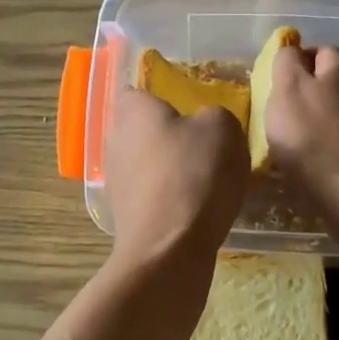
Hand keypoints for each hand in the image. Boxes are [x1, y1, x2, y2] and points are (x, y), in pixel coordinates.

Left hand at [105, 88, 247, 265]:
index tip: (191, 108)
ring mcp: (116, 180)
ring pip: (147, 163)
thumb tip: (204, 125)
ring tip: (206, 180)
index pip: (140, 91)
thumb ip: (214, 115)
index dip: (164, 97)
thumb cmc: (194, 175)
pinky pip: (151, 194)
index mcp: (133, 111)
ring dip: (169, 169)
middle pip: (143, 129)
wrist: (170, 248)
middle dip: (169, 135)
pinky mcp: (124, 214)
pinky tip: (195, 208)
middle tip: (205, 144)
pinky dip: (170, 197)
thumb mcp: (223, 128)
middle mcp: (115, 140)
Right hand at [265, 46, 338, 203]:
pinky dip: (333, 139)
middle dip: (311, 90)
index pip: (319, 50)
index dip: (296, 62)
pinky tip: (319, 155)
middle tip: (285, 111)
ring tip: (300, 137)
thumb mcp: (286, 89)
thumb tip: (291, 49)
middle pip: (333, 80)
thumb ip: (286, 61)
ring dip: (323, 116)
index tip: (276, 84)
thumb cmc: (309, 134)